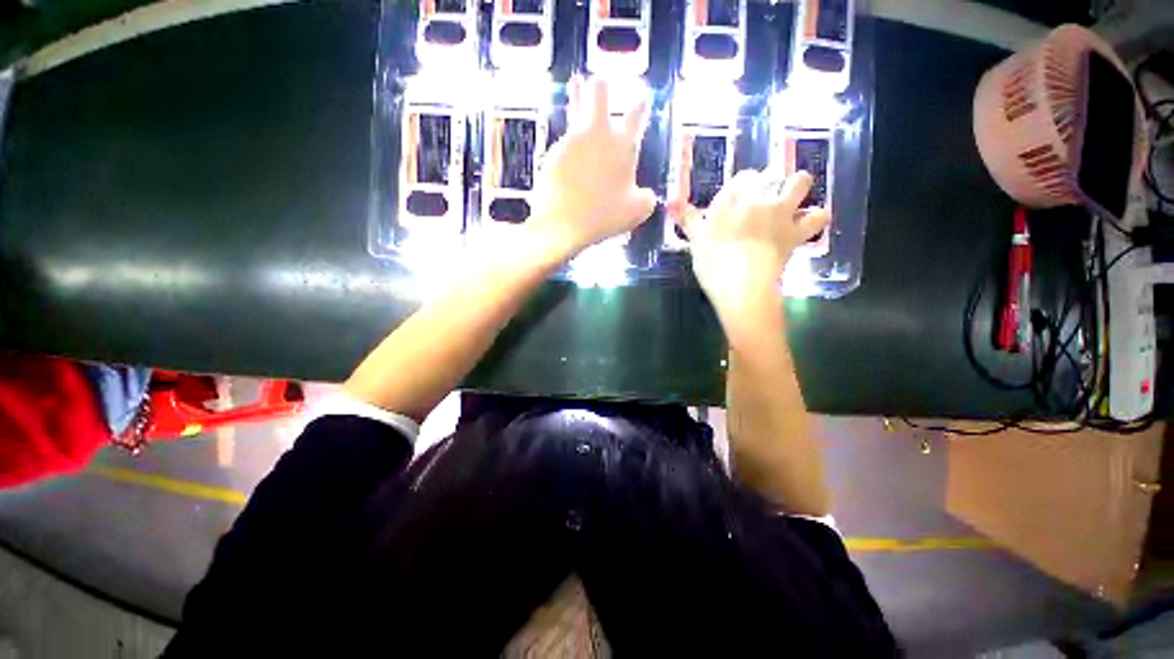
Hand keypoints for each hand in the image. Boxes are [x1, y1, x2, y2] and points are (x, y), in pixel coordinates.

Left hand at [527, 76, 656, 260]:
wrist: (563, 224)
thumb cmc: (604, 216)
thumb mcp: (637, 211)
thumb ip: (646, 198)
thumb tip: (646, 194)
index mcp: (622, 146)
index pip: (636, 115)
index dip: (641, 103)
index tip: (642, 95)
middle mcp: (597, 135)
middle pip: (599, 93)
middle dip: (601, 85)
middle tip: (600, 80)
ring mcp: (572, 141)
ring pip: (575, 109)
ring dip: (578, 96)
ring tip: (577, 85)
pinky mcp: (553, 153)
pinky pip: (563, 141)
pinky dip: (568, 142)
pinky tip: (568, 151)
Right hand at [674, 169, 829, 320]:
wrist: (742, 286)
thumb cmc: (713, 264)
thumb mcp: (696, 240)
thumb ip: (687, 218)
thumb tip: (670, 201)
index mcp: (733, 200)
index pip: (744, 177)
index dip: (744, 184)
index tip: (739, 196)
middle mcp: (760, 199)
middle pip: (772, 173)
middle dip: (770, 181)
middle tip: (763, 197)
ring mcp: (782, 213)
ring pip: (801, 182)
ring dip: (798, 186)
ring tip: (792, 198)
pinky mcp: (797, 232)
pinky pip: (819, 216)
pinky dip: (816, 216)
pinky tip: (809, 221)